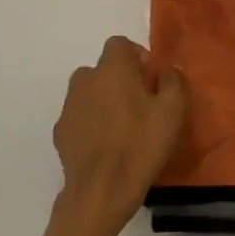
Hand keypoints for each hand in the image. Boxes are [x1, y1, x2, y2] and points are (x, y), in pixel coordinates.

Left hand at [53, 36, 187, 235]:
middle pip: (104, 69)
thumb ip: (174, 82)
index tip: (151, 80)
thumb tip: (168, 71)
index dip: (137, 57)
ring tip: (123, 128)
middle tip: (141, 105)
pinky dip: (91, 124)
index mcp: (112, 68)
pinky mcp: (60, 132)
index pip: (120, 44)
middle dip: (121, 80)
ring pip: (90, 93)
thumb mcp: (173, 111)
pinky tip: (106, 147)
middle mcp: (85, 79)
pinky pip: (80, 118)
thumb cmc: (140, 144)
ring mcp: (69, 106)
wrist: (101, 191)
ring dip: (104, 102)